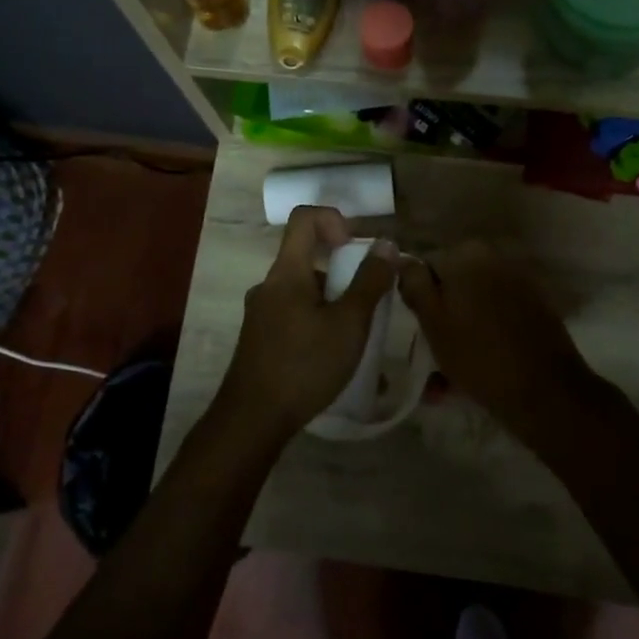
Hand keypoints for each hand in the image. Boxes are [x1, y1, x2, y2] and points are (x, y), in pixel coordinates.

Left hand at [215, 207, 398, 438]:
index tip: (354, 250)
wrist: (252, 420)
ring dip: (334, 304)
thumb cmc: (305, 365)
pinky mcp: (260, 339)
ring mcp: (261, 314)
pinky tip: (336, 361)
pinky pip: (295, 316)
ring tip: (358, 340)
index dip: (334, 220)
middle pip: (308, 258)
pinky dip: (319, 324)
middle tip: (367, 306)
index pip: (304, 218)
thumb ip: (370, 282)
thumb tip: (386, 245)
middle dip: (344, 274)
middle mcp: (269, 286)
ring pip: (304, 292)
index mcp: (286, 272)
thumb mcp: (349, 324)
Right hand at [397, 242, 599, 438]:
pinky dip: (483, 338)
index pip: (426, 268)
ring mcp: (519, 283)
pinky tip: (476, 371)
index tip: (418, 331)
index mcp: (468, 254)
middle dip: (441, 318)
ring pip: (474, 306)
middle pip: (453, 287)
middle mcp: (496, 259)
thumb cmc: (478, 354)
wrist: (545, 391)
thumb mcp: (432, 320)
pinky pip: (496, 319)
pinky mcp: (535, 309)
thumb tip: (402, 259)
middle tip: (432, 354)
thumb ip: (414, 283)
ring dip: (460, 333)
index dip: (418, 301)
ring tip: (449, 376)